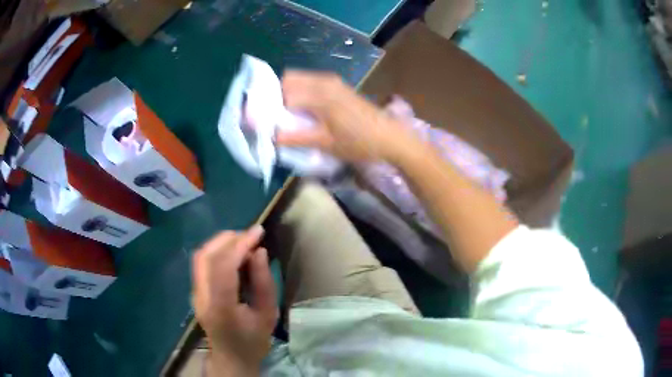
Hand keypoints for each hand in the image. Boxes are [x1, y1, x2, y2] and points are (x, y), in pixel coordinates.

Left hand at [192, 226, 277, 375]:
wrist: (231, 357)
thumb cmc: (253, 340)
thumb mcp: (268, 315)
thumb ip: (264, 283)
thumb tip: (259, 251)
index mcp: (221, 307)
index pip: (223, 266)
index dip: (240, 244)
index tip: (258, 232)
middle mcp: (202, 297)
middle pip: (206, 256)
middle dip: (229, 239)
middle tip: (251, 235)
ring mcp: (195, 293)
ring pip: (200, 256)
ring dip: (221, 243)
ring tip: (243, 241)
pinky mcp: (195, 290)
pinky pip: (202, 263)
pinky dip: (217, 251)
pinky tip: (232, 253)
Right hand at [277, 71, 421, 162]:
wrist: (389, 137)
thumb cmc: (358, 142)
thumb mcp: (325, 143)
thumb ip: (295, 137)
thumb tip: (269, 136)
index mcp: (319, 94)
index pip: (282, 93)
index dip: (268, 107)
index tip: (262, 121)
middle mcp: (323, 81)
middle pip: (288, 80)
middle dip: (276, 96)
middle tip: (274, 117)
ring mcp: (332, 80)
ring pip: (299, 79)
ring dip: (288, 93)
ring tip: (287, 115)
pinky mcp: (338, 85)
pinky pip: (310, 82)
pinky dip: (300, 92)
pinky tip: (303, 110)